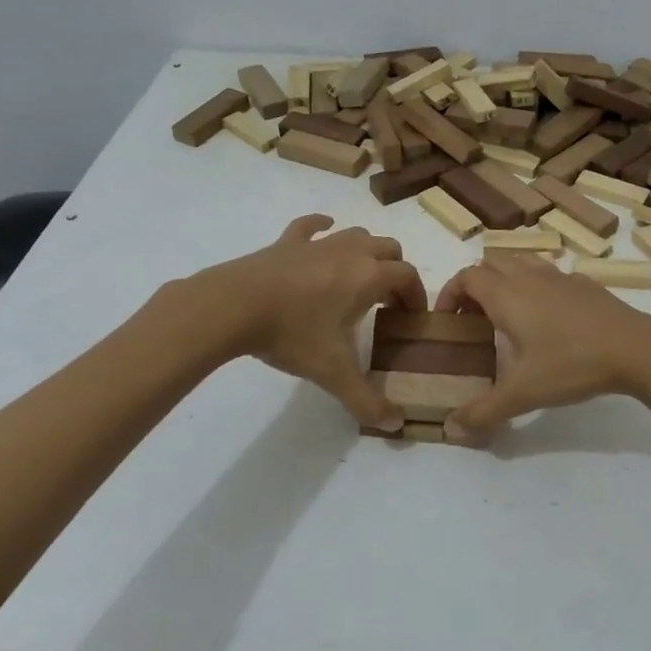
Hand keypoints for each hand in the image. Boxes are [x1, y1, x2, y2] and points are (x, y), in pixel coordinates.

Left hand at [201, 215, 426, 430]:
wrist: (233, 306)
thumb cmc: (292, 334)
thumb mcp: (333, 373)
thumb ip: (366, 400)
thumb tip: (395, 425)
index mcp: (368, 277)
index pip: (407, 276)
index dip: (416, 295)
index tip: (411, 317)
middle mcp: (349, 252)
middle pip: (388, 248)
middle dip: (395, 271)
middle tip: (386, 301)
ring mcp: (317, 243)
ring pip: (355, 234)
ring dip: (366, 250)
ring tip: (359, 276)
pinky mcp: (287, 243)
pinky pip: (311, 226)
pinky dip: (322, 227)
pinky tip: (324, 230)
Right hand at [434, 255, 650, 442]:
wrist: (636, 349)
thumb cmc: (571, 364)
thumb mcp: (522, 394)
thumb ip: (483, 411)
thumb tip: (450, 430)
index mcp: (506, 295)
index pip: (466, 276)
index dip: (450, 293)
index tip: (446, 320)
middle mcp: (529, 277)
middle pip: (491, 263)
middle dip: (475, 286)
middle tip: (474, 319)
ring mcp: (560, 277)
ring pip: (522, 262)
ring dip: (506, 280)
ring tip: (508, 315)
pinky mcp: (586, 284)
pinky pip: (550, 275)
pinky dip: (538, 287)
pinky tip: (549, 319)